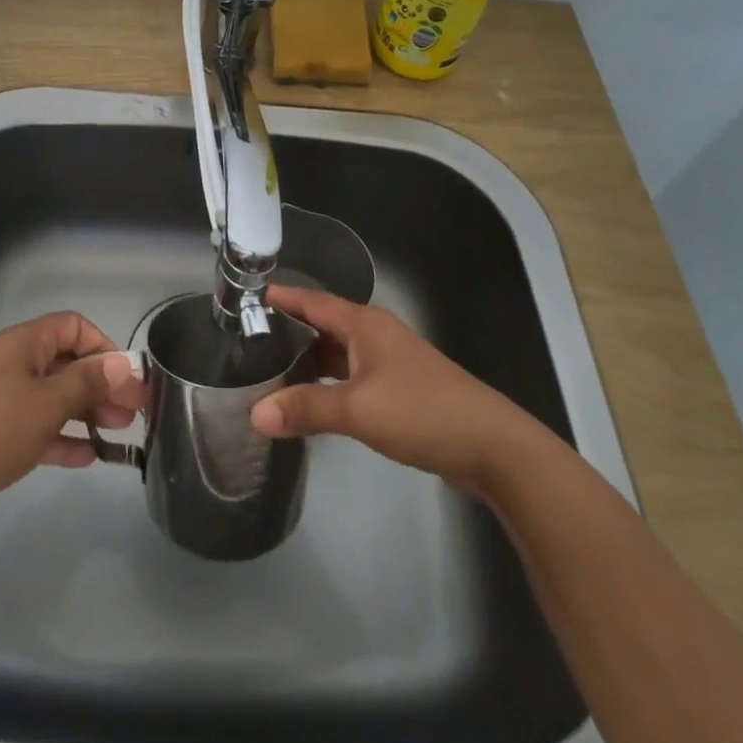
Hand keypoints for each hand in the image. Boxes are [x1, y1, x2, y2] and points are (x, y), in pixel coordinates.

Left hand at [0, 312, 144, 524]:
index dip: (103, 347)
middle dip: (101, 385)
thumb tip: (123, 363)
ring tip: (118, 434)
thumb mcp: (47, 404)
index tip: (126, 377)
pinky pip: (36, 426)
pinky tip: (87, 457)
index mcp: (25, 343)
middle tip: (133, 412)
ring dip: (86, 412)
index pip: (74, 327)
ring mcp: (2, 398)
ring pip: (54, 397)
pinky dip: (61, 436)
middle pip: (67, 363)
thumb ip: (88, 382)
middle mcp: (14, 363)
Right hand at [250, 284, 524, 490]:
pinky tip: (312, 401)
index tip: (248, 294)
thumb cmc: (422, 412)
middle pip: (324, 325)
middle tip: (249, 341)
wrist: (493, 447)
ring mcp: (390, 363)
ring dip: (308, 362)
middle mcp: (376, 335)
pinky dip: (328, 384)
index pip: (314, 300)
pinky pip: (352, 377)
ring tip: (270, 373)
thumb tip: (254, 413)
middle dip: (289, 331)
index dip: (283, 296)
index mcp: (365, 325)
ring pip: (338, 354)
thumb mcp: (358, 409)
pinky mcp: (399, 390)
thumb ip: (306, 408)